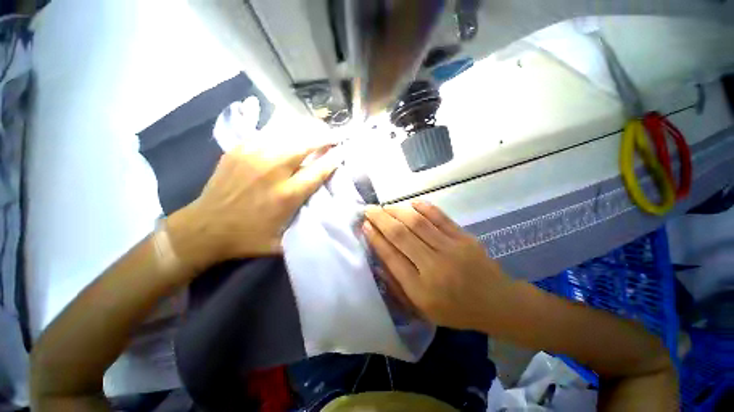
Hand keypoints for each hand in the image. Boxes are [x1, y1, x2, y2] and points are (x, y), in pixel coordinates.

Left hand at [168, 142, 337, 270]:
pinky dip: (284, 132)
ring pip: (287, 134)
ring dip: (306, 132)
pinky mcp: (239, 150)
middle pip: (305, 145)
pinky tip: (291, 132)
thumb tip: (325, 218)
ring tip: (317, 130)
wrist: (203, 229)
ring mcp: (253, 156)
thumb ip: (305, 229)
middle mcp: (273, 171)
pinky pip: (267, 134)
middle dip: (323, 138)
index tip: (343, 152)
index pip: (318, 171)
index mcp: (286, 195)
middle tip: (334, 135)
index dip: (333, 160)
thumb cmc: (247, 238)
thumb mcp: (282, 243)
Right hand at [362, 201, 513, 330]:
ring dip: (398, 212)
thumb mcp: (422, 308)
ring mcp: (451, 249)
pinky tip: (412, 203)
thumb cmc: (456, 310)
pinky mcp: (464, 238)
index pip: (391, 258)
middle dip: (381, 220)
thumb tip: (378, 260)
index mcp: (421, 290)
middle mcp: (434, 266)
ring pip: (417, 223)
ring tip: (386, 207)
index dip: (376, 239)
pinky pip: (441, 218)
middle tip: (369, 209)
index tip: (365, 226)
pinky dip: (425, 208)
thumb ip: (398, 286)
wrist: (497, 303)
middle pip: (401, 236)